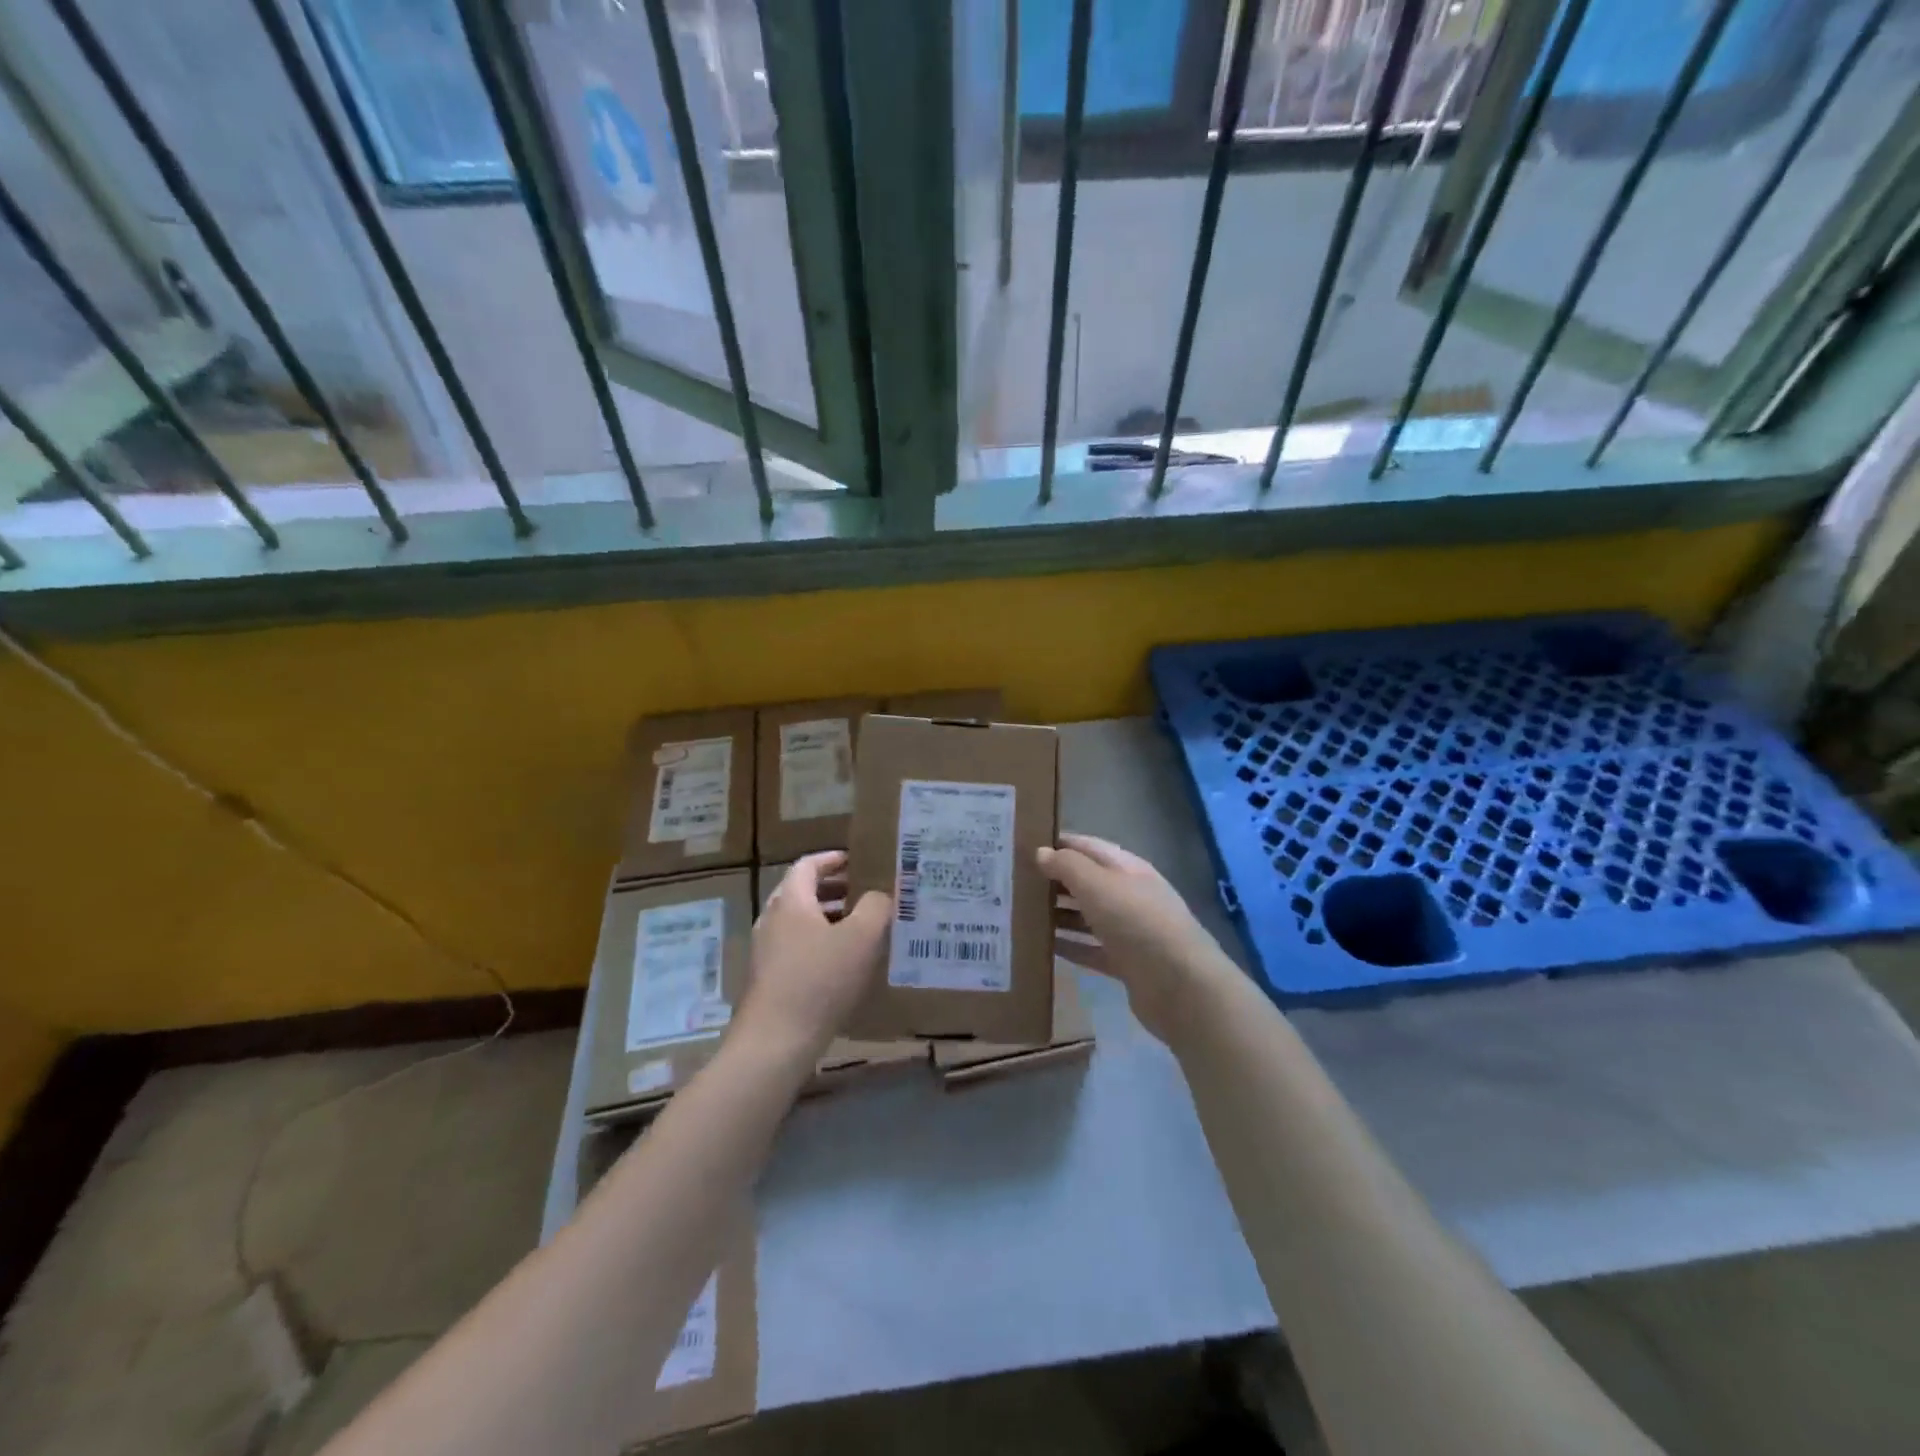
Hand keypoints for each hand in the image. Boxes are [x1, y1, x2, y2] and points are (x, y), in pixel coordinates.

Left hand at [739, 851, 889, 1063]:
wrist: (775, 1042)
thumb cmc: (820, 980)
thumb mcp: (861, 938)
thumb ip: (876, 907)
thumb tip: (879, 896)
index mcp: (791, 901)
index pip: (808, 865)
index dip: (832, 859)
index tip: (856, 861)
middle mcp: (772, 919)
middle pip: (802, 892)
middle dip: (834, 889)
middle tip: (865, 893)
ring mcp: (766, 951)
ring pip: (800, 922)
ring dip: (828, 918)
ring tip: (860, 928)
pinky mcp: (768, 979)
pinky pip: (797, 947)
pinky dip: (820, 943)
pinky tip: (843, 965)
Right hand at [1041, 833, 1232, 1044]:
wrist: (1181, 986)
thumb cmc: (1138, 923)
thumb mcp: (1099, 886)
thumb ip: (1068, 867)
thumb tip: (1041, 853)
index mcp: (1127, 868)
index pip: (1088, 847)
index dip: (1058, 843)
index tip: (1023, 845)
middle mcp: (1129, 894)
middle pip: (1087, 881)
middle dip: (1054, 880)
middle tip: (1013, 881)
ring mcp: (1129, 930)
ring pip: (1086, 915)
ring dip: (1058, 914)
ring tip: (1020, 912)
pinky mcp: (1125, 962)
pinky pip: (1090, 949)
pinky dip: (1069, 946)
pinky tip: (1043, 946)